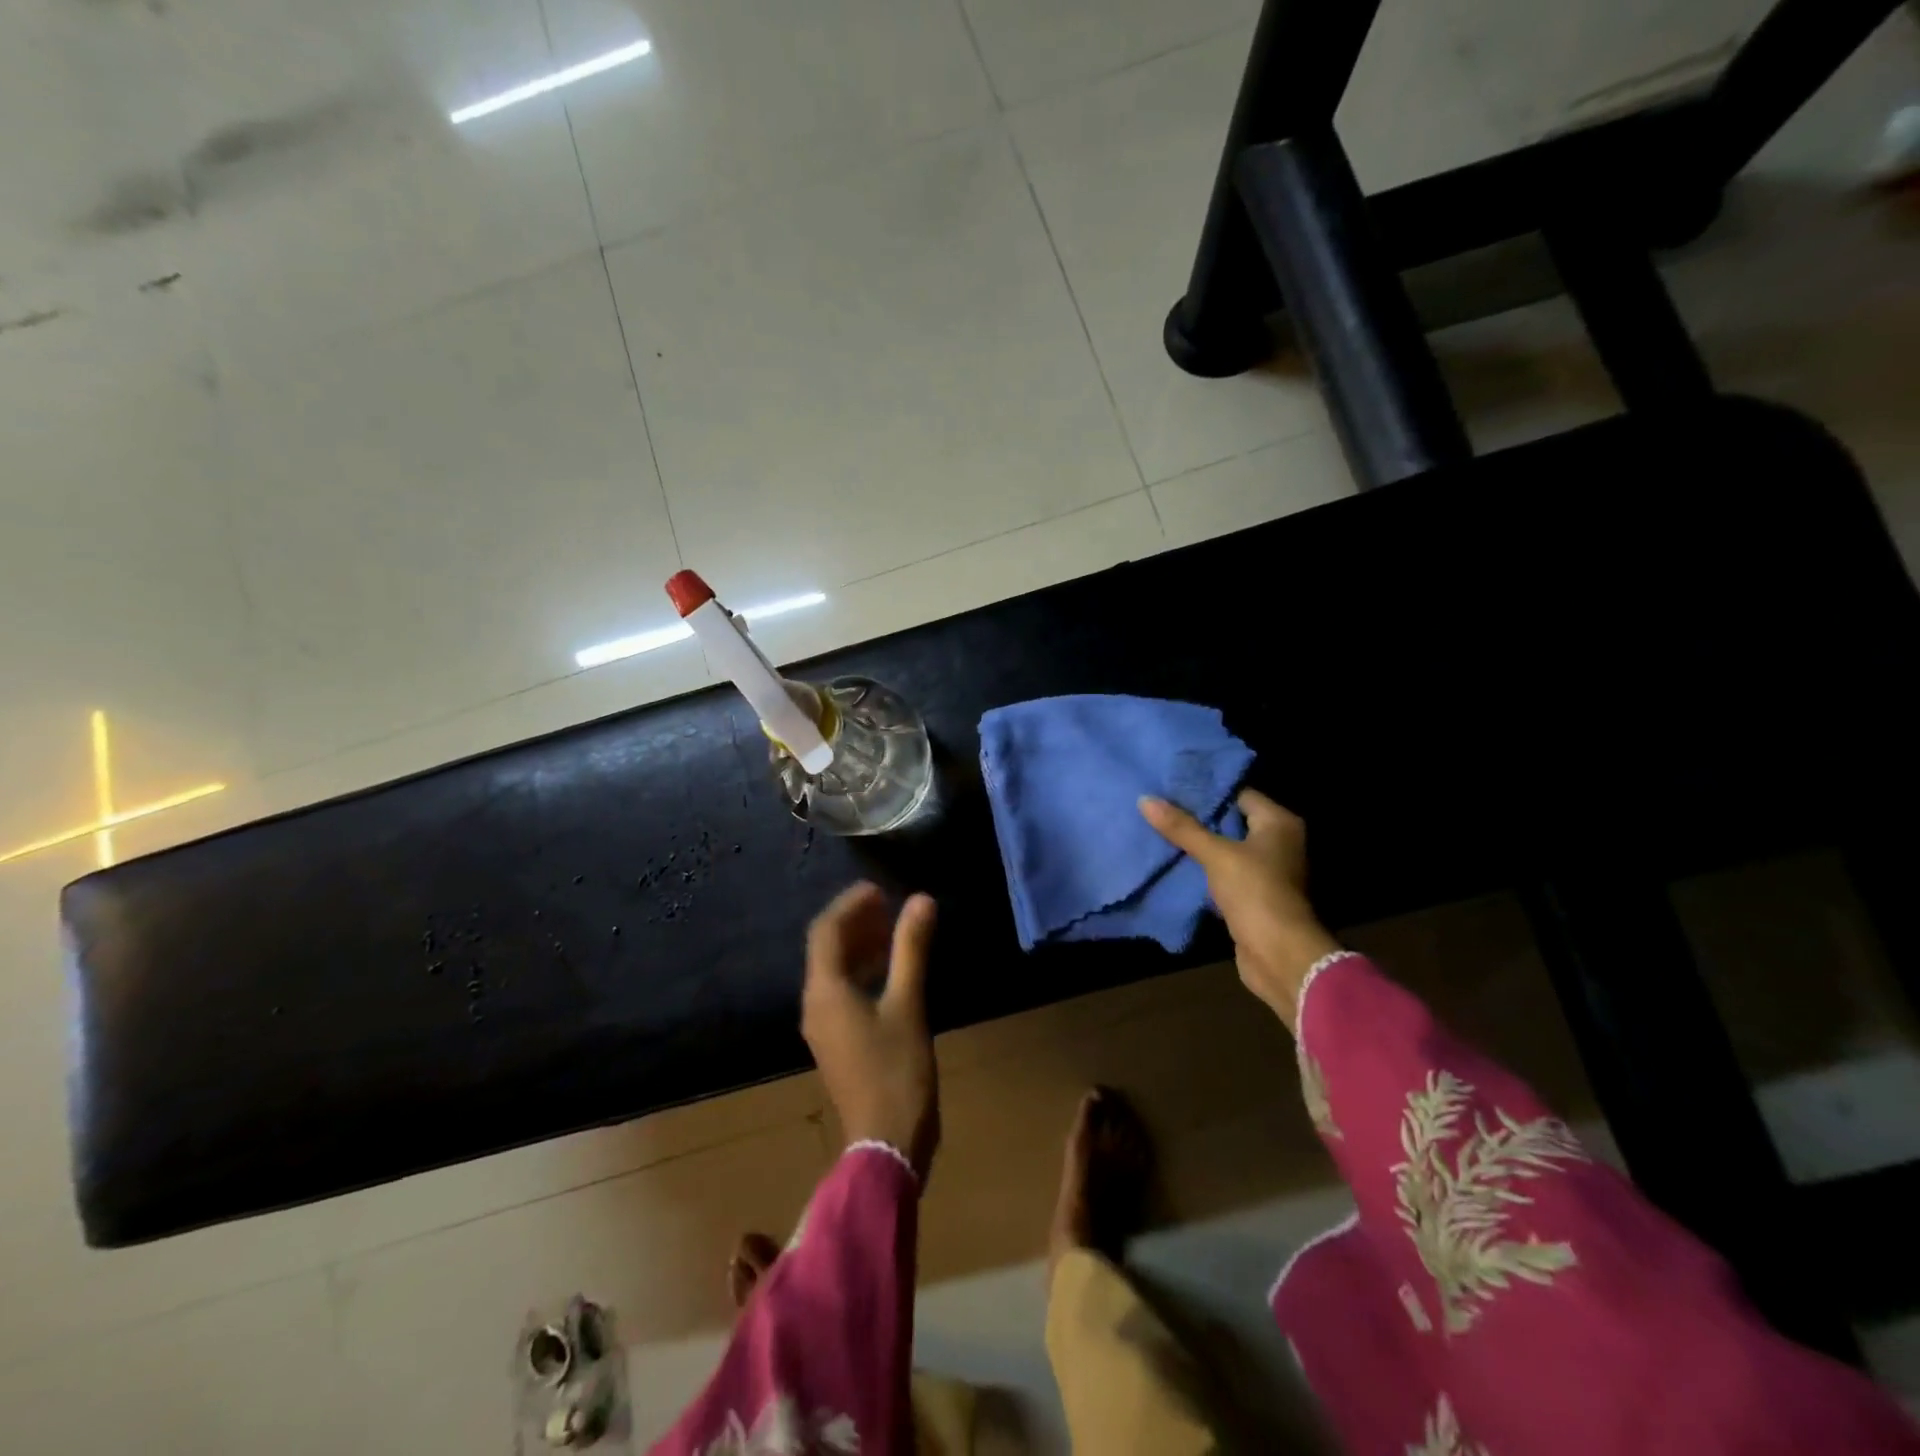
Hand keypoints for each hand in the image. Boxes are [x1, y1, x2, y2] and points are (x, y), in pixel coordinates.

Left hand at [802, 883, 940, 1181]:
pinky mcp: (837, 1041)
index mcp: (826, 991)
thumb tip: (921, 900)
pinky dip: (863, 971)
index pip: (827, 931)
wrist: (885, 1144)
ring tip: (892, 927)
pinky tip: (891, 969)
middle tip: (888, 903)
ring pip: (834, 970)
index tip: (879, 888)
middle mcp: (816, 1004)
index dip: (850, 904)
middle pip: (826, 948)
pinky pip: (842, 991)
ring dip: (860, 945)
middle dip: (854, 921)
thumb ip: (911, 950)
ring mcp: (824, 1025)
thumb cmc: (896, 1071)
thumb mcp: (908, 1005)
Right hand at [1139, 790, 1341, 1029]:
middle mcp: (1278, 843)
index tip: (1172, 786)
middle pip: (1231, 821)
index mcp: (1279, 823)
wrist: (1279, 955)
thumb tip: (1145, 799)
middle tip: (1160, 806)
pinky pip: (1223, 873)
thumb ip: (1182, 828)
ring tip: (1160, 830)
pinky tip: (1173, 862)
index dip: (1207, 790)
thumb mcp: (1216, 855)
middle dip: (1197, 817)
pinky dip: (1203, 869)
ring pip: (1225, 849)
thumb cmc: (1255, 892)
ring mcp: (1267, 871)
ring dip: (1198, 845)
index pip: (1239, 794)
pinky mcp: (1253, 895)